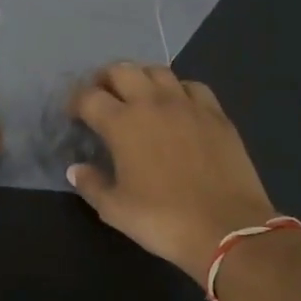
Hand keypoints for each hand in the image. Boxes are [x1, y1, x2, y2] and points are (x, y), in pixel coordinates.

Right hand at [68, 64, 277, 277]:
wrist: (228, 229)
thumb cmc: (163, 220)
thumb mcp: (115, 210)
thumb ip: (91, 184)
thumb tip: (76, 170)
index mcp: (122, 123)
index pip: (89, 97)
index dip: (75, 101)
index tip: (73, 115)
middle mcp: (153, 103)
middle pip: (121, 70)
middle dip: (104, 79)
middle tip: (101, 97)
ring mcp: (188, 105)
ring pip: (158, 70)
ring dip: (140, 78)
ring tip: (137, 95)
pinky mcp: (216, 114)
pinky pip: (192, 86)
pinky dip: (177, 89)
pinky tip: (177, 105)